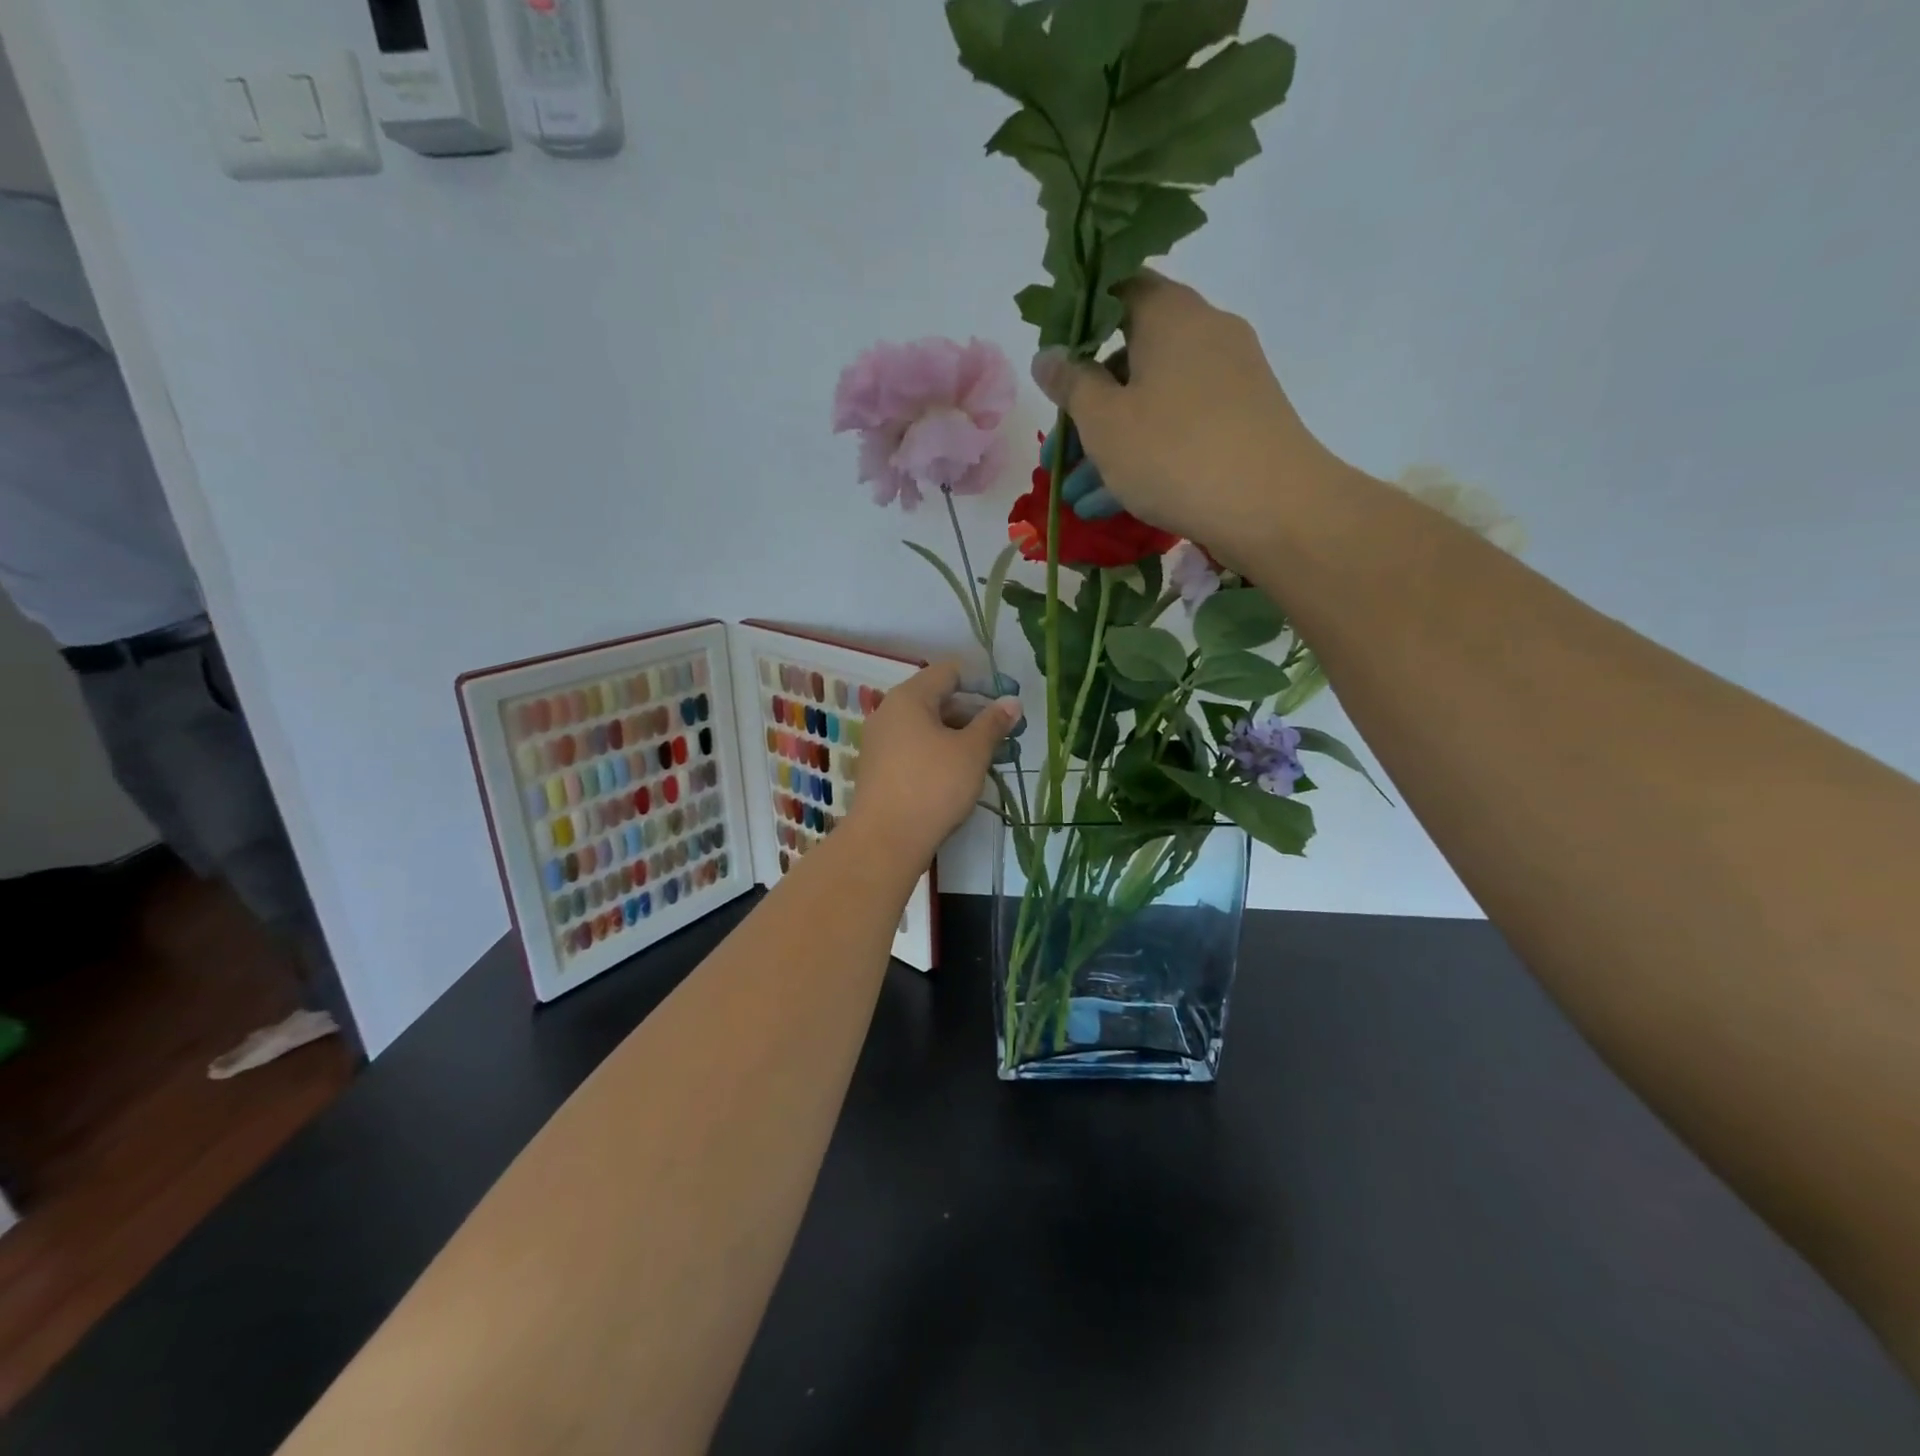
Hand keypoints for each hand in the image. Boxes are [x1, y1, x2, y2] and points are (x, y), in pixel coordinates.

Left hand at [848, 662, 1020, 865]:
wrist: (885, 840)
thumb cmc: (933, 786)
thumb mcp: (972, 752)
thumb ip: (993, 723)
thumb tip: (1012, 702)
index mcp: (909, 698)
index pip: (949, 672)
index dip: (982, 683)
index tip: (1006, 705)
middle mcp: (889, 712)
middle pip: (937, 699)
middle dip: (973, 714)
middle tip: (1004, 735)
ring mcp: (881, 742)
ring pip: (927, 727)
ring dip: (959, 736)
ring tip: (988, 757)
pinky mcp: (879, 769)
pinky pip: (915, 748)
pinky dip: (939, 753)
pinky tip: (960, 774)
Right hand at [1030, 273, 1338, 572]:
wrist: (1271, 508)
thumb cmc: (1174, 453)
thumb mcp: (1104, 422)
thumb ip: (1070, 385)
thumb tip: (1047, 355)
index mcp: (1170, 315)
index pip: (1118, 289)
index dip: (1079, 322)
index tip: (1053, 366)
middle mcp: (1205, 334)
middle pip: (1130, 358)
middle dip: (1087, 408)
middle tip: (1058, 454)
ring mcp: (1229, 380)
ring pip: (1152, 403)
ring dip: (1110, 446)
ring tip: (1077, 496)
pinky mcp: (1242, 422)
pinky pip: (1180, 429)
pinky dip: (1145, 457)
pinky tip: (1114, 502)